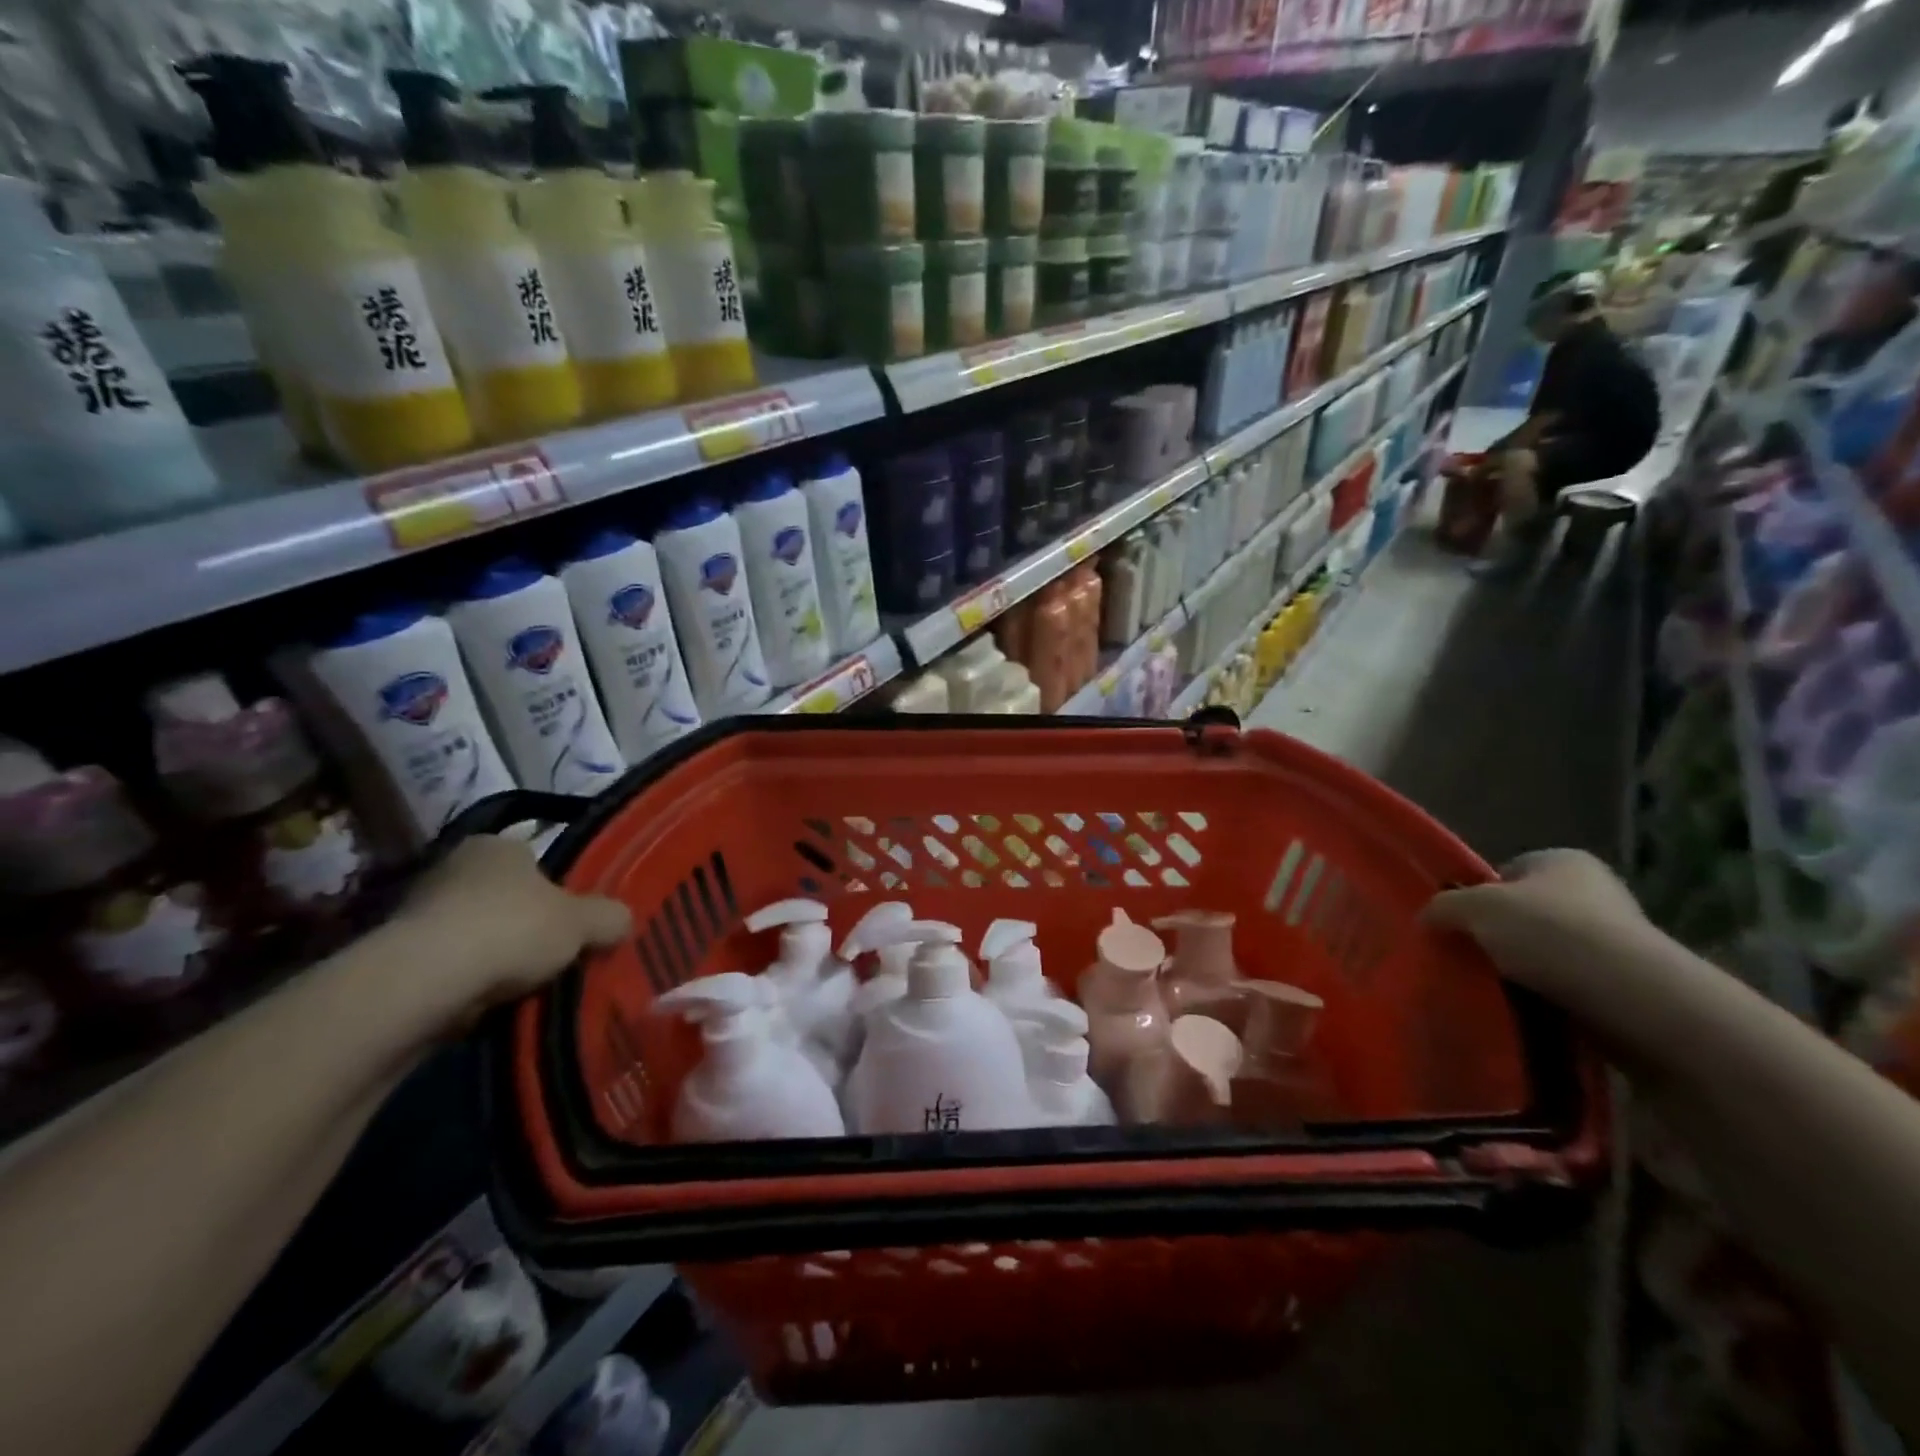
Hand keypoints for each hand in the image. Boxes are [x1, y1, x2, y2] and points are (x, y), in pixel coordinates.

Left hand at [387, 835, 631, 1022]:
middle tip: (552, 957)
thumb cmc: (512, 928)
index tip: (571, 923)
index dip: (557, 892)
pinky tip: (484, 1005)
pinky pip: (447, 969)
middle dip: (524, 926)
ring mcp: (416, 912)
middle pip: (503, 898)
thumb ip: (609, 917)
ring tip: (522, 989)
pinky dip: (466, 985)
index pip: (534, 861)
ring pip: (474, 935)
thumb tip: (624, 921)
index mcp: (495, 845)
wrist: (424, 981)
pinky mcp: (393, 959)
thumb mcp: (583, 922)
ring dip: (493, 959)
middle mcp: (451, 867)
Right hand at [1424, 849, 1647, 1001]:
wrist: (1632, 999)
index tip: (1459, 924)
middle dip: (1498, 936)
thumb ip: (1443, 907)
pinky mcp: (1626, 987)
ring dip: (1521, 971)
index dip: (1477, 896)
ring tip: (1493, 989)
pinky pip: (1568, 988)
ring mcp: (1616, 942)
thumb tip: (1427, 918)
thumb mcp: (1474, 908)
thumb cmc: (1549, 933)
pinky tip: (1526, 1011)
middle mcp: (1595, 893)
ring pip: (1545, 953)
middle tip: (1470, 958)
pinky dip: (1546, 998)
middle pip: (1525, 914)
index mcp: (1563, 861)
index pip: (1506, 873)